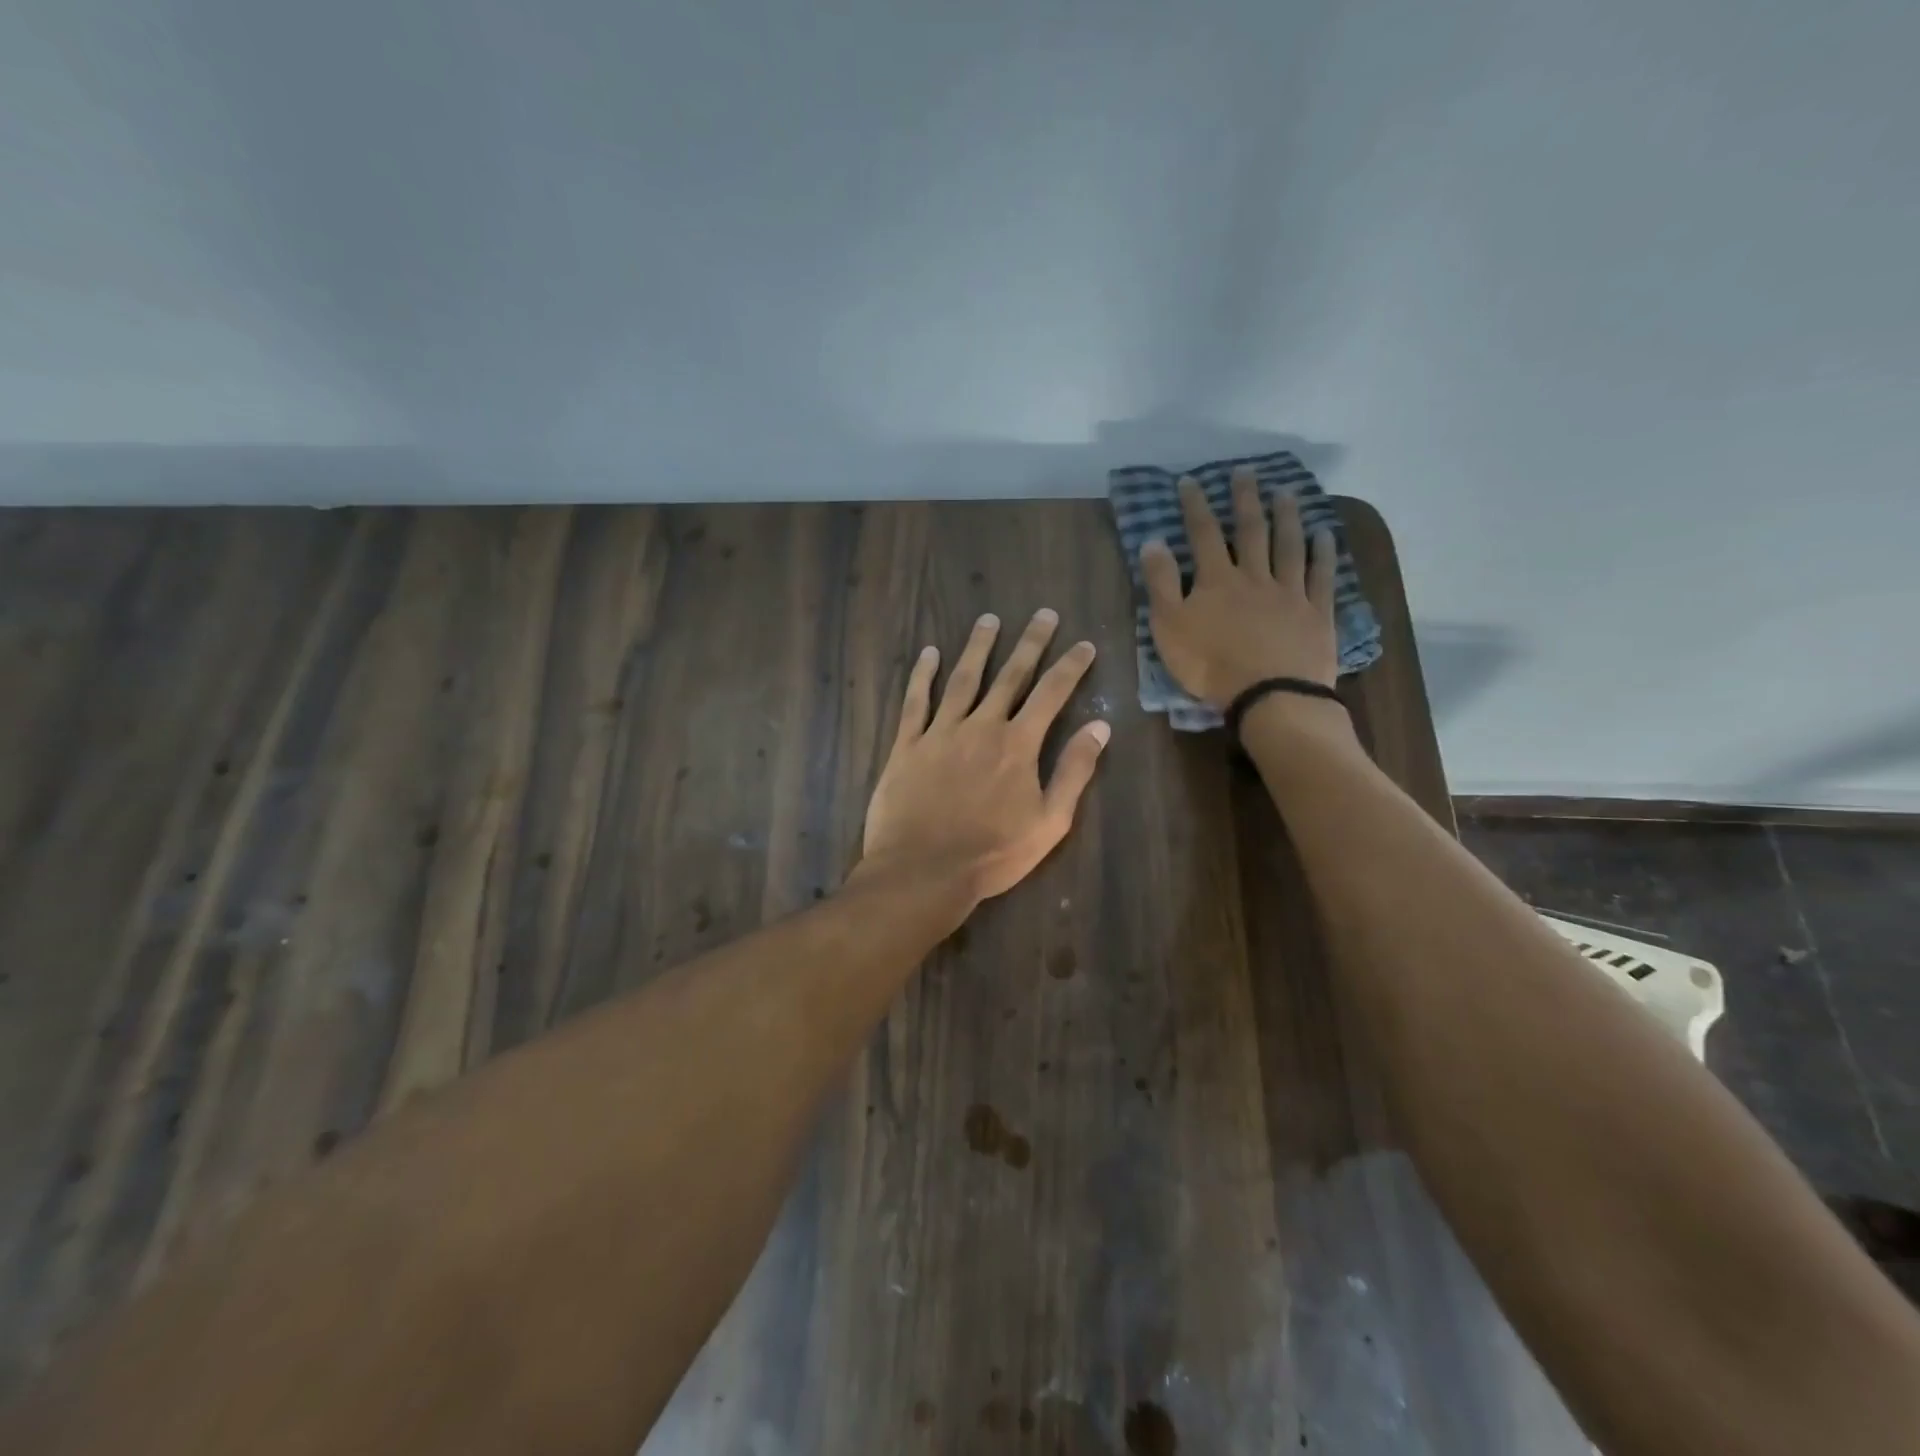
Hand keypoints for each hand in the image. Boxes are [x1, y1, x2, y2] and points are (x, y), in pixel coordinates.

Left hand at [861, 609, 1109, 906]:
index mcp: (1018, 744)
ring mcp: (940, 732)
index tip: (1084, 644)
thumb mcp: (1050, 822)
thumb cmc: (992, 854)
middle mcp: (981, 726)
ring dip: (978, 647)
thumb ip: (1074, 771)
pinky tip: (929, 653)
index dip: (1070, 667)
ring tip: (988, 619)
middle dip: (1029, 643)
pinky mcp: (907, 745)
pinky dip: (922, 675)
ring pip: (963, 678)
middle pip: (1010, 675)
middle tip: (1043, 614)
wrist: (924, 870)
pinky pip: (915, 701)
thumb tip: (1100, 728)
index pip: (1051, 694)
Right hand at [1141, 467, 1339, 707]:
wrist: (1269, 694)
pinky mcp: (1316, 613)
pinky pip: (1321, 576)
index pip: (1203, 534)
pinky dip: (1323, 553)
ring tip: (1285, 492)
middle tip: (1245, 472)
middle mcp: (1255, 576)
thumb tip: (1153, 541)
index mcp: (1216, 581)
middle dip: (1245, 500)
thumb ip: (1161, 584)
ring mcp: (1290, 592)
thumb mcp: (1169, 627)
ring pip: (1289, 546)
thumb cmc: (1210, 665)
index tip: (1190, 481)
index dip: (1196, 506)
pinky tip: (1324, 535)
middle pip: (1250, 531)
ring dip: (1286, 517)